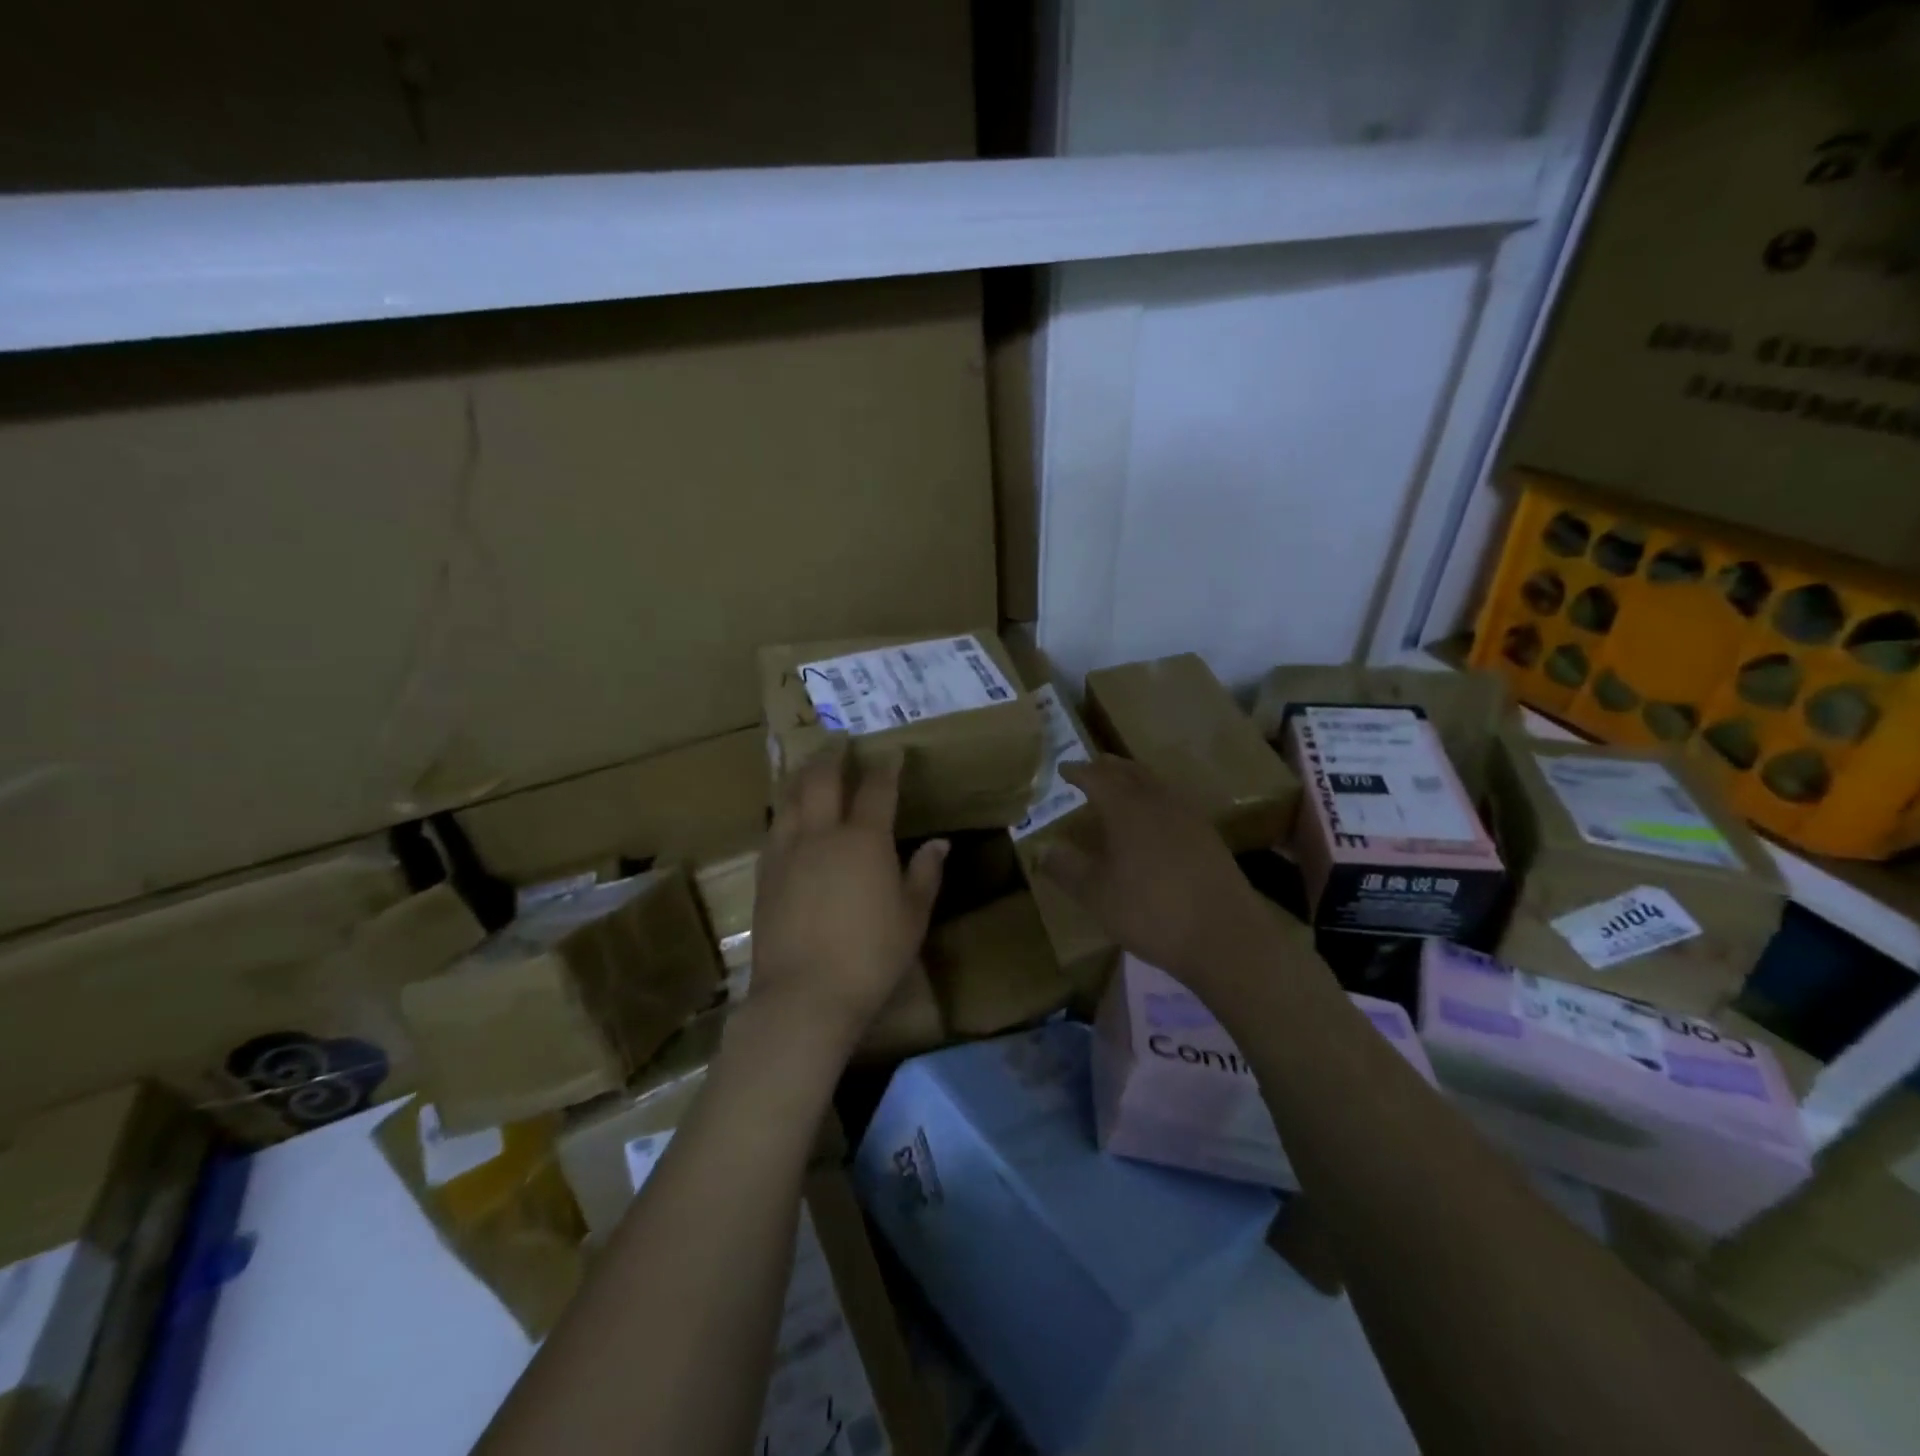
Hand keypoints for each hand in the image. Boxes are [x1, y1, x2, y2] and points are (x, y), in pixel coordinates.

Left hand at [748, 742, 947, 1053]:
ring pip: (790, 797)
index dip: (886, 767)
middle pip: (822, 779)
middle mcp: (822, 834)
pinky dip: (784, 808)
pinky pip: (774, 827)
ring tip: (808, 764)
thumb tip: (939, 843)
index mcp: (864, 840)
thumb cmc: (871, 956)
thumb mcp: (912, 917)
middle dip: (833, 755)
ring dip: (801, 774)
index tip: (892, 751)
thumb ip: (925, 874)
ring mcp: (787, 851)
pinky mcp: (765, 873)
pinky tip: (787, 813)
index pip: (876, 789)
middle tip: (840, 740)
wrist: (804, 994)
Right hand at [1037, 756, 1271, 986]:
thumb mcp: (1096, 895)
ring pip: (1155, 783)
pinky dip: (1154, 798)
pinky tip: (1154, 818)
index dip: (1077, 772)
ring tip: (1119, 787)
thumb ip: (1066, 868)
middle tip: (1090, 769)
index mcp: (1126, 808)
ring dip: (1133, 778)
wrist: (1224, 935)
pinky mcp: (1208, 835)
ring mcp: (1188, 816)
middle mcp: (1158, 801)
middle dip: (1107, 767)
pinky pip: (1174, 801)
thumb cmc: (1150, 912)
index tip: (1062, 770)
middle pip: (1129, 771)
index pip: (1096, 777)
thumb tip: (1042, 849)